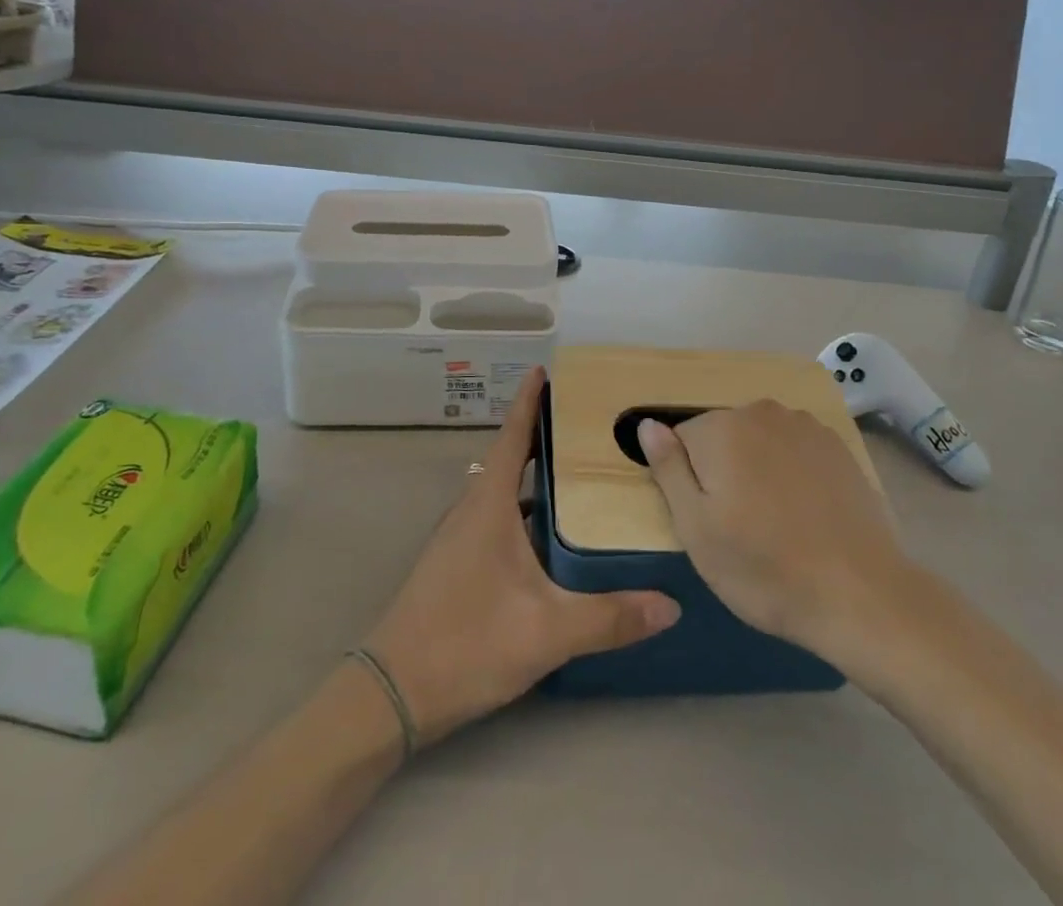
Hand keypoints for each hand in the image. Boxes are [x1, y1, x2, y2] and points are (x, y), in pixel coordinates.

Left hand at [365, 369, 679, 746]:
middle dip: (542, 437)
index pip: (513, 436)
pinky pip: (494, 518)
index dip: (529, 401)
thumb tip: (671, 605)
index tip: (544, 369)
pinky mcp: (455, 564)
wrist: (392, 692)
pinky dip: (522, 511)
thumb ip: (609, 617)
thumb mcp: (546, 630)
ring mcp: (458, 538)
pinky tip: (548, 538)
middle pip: (509, 458)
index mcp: (489, 504)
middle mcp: (471, 510)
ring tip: (577, 477)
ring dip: (532, 477)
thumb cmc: (467, 641)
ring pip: (501, 492)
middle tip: (585, 428)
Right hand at [640, 403, 909, 661]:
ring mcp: (804, 425)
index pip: (682, 439)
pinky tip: (805, 513)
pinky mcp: (837, 446)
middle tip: (739, 527)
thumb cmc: (764, 568)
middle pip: (722, 436)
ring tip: (775, 522)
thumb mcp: (696, 529)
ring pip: (759, 441)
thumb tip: (647, 424)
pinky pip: (794, 449)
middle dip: (723, 470)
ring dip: (757, 468)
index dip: (689, 481)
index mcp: (721, 428)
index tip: (707, 519)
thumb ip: (668, 469)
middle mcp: (761, 412)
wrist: (860, 594)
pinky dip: (791, 471)